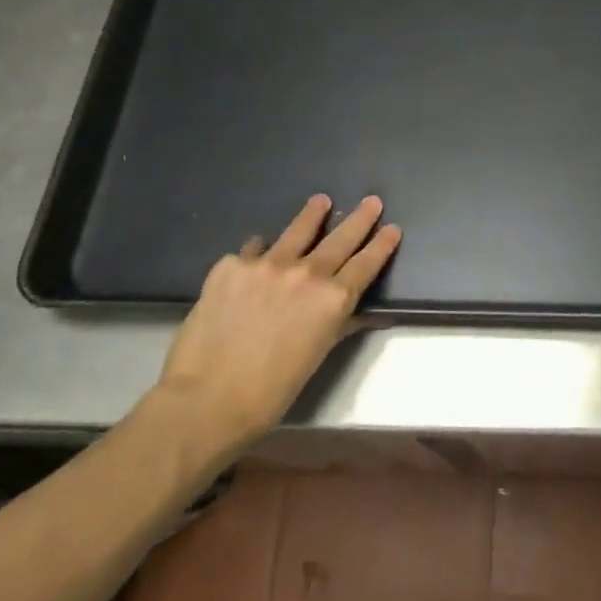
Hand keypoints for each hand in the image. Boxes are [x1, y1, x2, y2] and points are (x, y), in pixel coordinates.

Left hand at [151, 194, 400, 464]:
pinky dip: (259, 252)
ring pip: (296, 231)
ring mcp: (266, 265)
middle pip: (340, 239)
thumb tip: (361, 313)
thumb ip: (339, 325)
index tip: (393, 229)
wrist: (207, 399)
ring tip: (321, 201)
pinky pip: (251, 251)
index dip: (381, 245)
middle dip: (360, 219)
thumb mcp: (316, 356)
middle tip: (372, 201)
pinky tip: (257, 254)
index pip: (366, 264)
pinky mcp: (231, 266)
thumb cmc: (271, 391)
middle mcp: (306, 273)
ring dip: (312, 215)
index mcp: (333, 299)